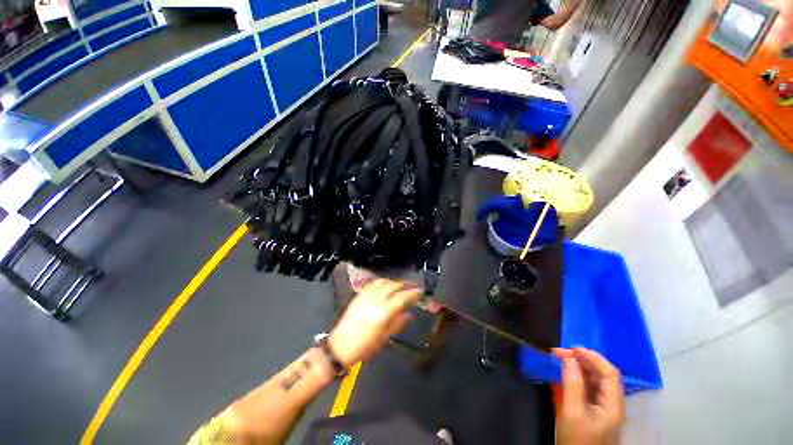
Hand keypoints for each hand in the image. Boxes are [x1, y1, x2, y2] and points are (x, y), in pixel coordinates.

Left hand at [329, 279, 420, 366]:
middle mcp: (376, 300)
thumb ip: (398, 323)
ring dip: (395, 282)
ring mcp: (366, 295)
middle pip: (394, 286)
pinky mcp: (359, 295)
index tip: (420, 291)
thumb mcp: (385, 338)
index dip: (413, 293)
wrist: (340, 346)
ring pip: (384, 282)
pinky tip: (386, 284)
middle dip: (405, 284)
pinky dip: (383, 282)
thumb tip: (410, 314)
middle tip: (413, 285)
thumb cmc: (365, 346)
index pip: (402, 297)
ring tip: (401, 285)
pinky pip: (373, 283)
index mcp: (384, 312)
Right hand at [555, 348, 624, 444]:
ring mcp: (606, 409)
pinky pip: (591, 388)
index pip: (609, 373)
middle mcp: (613, 404)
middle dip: (583, 360)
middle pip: (604, 375)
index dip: (592, 357)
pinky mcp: (597, 412)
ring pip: (597, 381)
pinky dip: (579, 377)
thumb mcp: (572, 412)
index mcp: (613, 405)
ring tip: (562, 359)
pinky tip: (567, 373)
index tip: (571, 348)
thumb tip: (569, 358)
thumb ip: (572, 384)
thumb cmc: (577, 439)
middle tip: (560, 352)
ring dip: (580, 367)